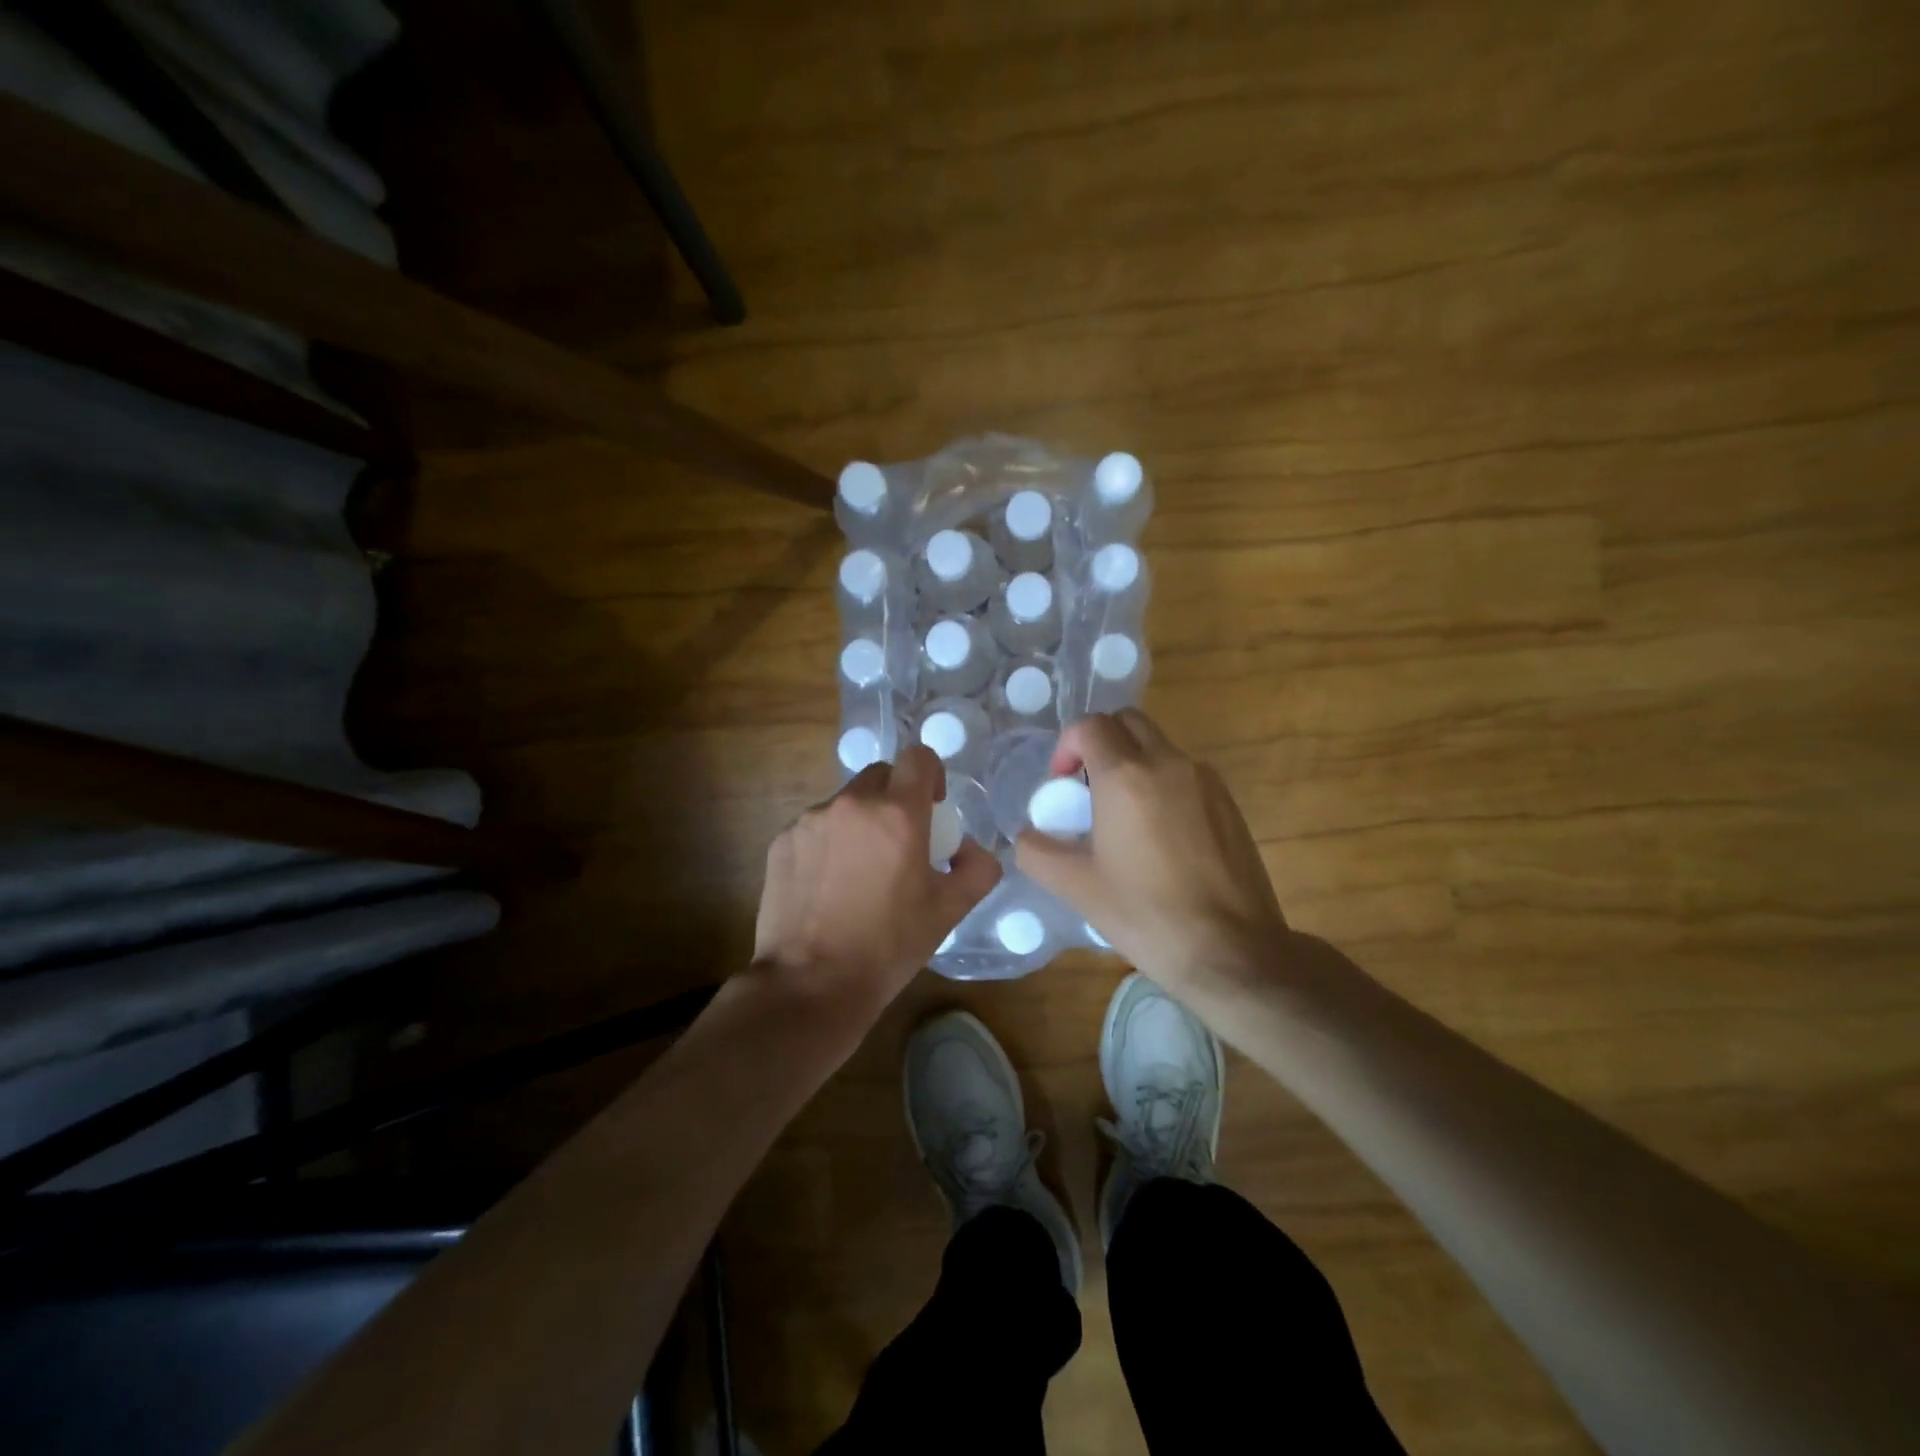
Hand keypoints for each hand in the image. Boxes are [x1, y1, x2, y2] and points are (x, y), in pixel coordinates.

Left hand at [753, 745, 1000, 1013]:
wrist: (809, 984)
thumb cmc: (887, 946)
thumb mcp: (949, 911)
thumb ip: (977, 869)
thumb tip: (971, 848)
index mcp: (896, 814)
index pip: (919, 757)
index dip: (931, 774)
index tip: (933, 808)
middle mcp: (851, 804)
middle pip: (881, 775)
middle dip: (895, 798)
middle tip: (900, 843)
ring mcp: (809, 821)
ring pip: (846, 803)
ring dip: (860, 822)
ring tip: (860, 872)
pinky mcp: (781, 842)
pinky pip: (815, 827)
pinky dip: (828, 843)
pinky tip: (828, 886)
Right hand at [1016, 710, 1286, 991]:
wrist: (1231, 951)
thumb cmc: (1146, 915)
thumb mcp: (1076, 886)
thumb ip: (1037, 851)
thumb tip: (1027, 835)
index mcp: (1127, 776)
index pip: (1090, 725)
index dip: (1066, 746)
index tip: (1060, 784)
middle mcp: (1169, 763)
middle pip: (1127, 722)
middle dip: (1100, 742)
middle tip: (1086, 787)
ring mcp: (1205, 780)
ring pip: (1159, 746)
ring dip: (1133, 762)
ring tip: (1122, 816)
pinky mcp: (1229, 802)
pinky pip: (1185, 773)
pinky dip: (1162, 783)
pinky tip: (1160, 836)